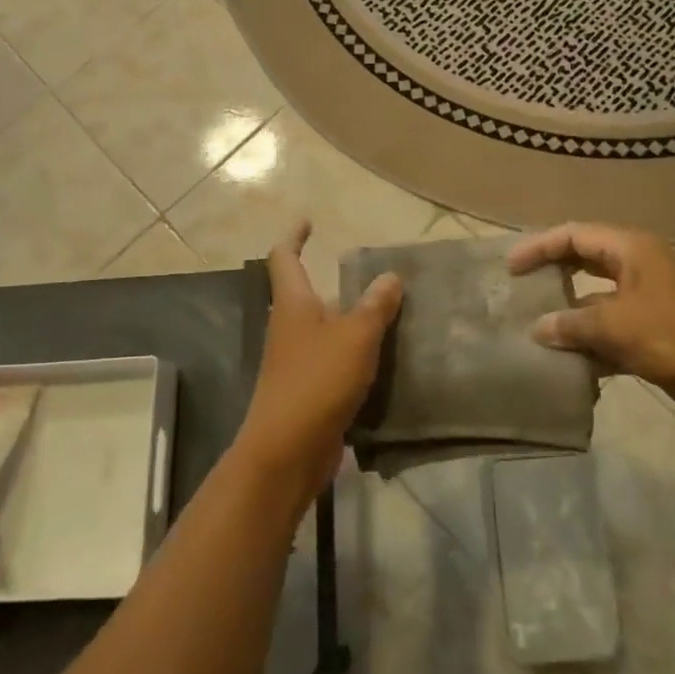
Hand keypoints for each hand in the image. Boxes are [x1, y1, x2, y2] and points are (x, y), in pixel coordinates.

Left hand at [235, 220, 402, 503]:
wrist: (286, 452)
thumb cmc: (316, 382)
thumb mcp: (356, 338)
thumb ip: (375, 306)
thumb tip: (390, 276)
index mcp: (293, 304)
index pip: (284, 257)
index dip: (294, 236)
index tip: (309, 222)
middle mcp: (288, 327)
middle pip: (304, 293)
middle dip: (331, 282)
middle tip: (370, 277)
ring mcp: (293, 361)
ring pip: (321, 329)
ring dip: (346, 319)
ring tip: (385, 315)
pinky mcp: (304, 391)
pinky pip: (330, 360)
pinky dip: (351, 353)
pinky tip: (380, 361)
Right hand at [508, 223, 674, 430]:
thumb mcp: (619, 326)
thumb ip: (573, 323)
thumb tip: (538, 328)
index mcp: (632, 250)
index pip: (574, 235)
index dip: (539, 246)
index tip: (509, 268)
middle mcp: (637, 268)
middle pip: (583, 262)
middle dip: (551, 274)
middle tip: (517, 290)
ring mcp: (645, 302)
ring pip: (594, 300)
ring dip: (567, 314)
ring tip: (531, 328)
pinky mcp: (651, 334)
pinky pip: (608, 332)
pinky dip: (587, 344)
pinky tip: (564, 363)